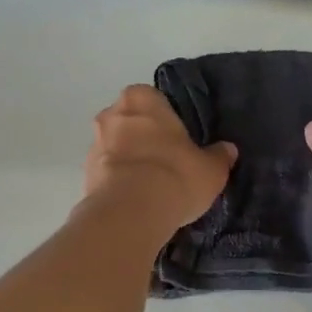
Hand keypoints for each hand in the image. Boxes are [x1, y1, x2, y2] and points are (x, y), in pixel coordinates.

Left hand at [83, 85, 237, 233]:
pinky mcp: (85, 175)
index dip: (166, 119)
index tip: (178, 139)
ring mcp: (94, 144)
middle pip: (131, 122)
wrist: (130, 213)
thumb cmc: (175, 175)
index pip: (154, 99)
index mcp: (141, 98)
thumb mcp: (211, 168)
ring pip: (116, 147)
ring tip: (152, 186)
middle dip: (144, 138)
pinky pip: (107, 172)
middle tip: (167, 161)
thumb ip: (219, 156)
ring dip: (130, 161)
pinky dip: (119, 181)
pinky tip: (137, 200)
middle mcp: (111, 114)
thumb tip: (227, 150)